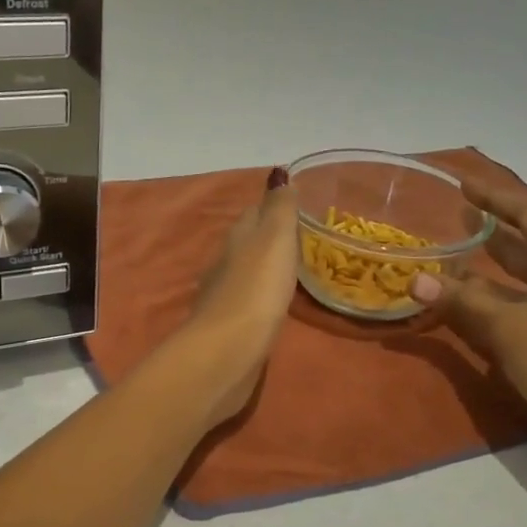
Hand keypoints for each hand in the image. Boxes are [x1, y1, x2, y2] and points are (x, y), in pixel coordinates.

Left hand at [178, 169, 299, 425]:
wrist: (226, 352)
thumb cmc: (255, 290)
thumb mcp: (273, 240)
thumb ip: (279, 209)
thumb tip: (278, 175)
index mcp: (237, 239)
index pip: (254, 213)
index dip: (273, 206)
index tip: (297, 204)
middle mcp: (225, 264)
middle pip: (248, 243)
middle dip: (269, 239)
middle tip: (302, 240)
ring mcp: (224, 298)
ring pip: (246, 274)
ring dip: (265, 270)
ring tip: (293, 271)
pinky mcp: (228, 328)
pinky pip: (248, 303)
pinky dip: (260, 298)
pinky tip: (273, 306)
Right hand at [411, 179, 526, 442]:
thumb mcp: (504, 324)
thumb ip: (461, 298)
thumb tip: (415, 280)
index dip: (496, 198)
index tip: (465, 184)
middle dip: (497, 227)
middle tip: (460, 215)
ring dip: (498, 262)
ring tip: (463, 250)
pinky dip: (505, 292)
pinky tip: (479, 297)